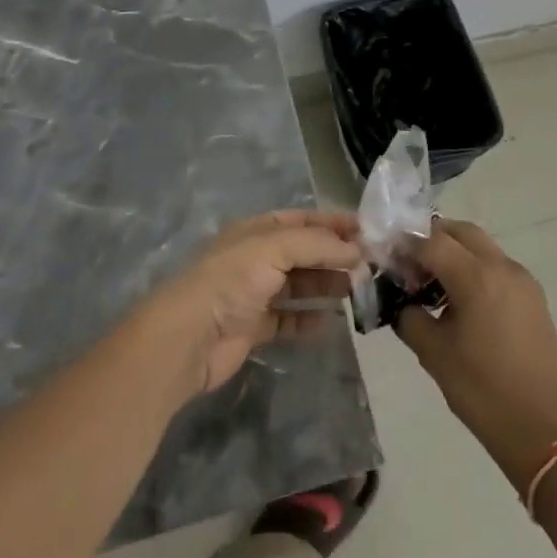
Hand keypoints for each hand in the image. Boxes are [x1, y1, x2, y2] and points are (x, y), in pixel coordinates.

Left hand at [148, 209, 363, 394]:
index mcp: (255, 231)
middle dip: (332, 256)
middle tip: (368, 265)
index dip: (331, 223)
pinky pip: (288, 321)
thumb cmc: (231, 280)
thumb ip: (316, 244)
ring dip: (325, 286)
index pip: (300, 220)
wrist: (189, 337)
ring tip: (356, 291)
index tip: (365, 231)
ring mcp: (253, 295)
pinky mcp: (253, 329)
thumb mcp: (274, 247)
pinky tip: (331, 323)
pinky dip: (309, 321)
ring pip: (297, 286)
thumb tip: (355, 248)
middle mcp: (254, 259)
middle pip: (302, 253)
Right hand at [394, 218, 556, 489]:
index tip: (386, 258)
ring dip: (455, 252)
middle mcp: (502, 267)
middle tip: (409, 263)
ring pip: (482, 247)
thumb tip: (403, 302)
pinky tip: (460, 300)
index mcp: (476, 277)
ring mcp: (523, 281)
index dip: (405, 246)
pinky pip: (498, 267)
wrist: (544, 430)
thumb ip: (411, 318)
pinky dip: (475, 268)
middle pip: (461, 232)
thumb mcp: (434, 354)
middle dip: (432, 239)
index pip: (432, 242)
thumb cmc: (482, 391)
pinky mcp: (534, 298)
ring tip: (432, 283)